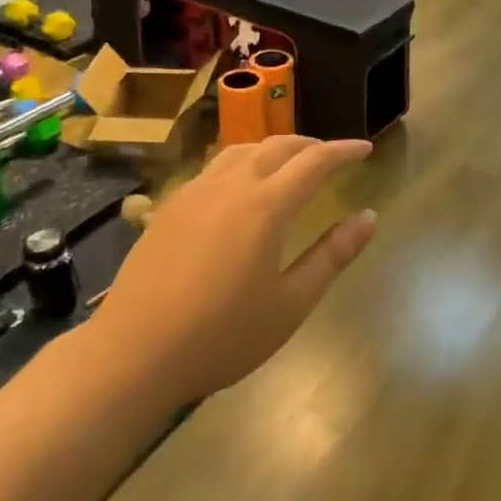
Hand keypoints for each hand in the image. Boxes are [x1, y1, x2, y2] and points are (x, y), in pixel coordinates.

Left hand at [95, 137, 376, 404]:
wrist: (132, 355)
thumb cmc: (221, 337)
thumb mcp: (290, 304)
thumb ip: (332, 255)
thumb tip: (368, 217)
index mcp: (265, 206)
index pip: (315, 162)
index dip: (344, 151)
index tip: (365, 148)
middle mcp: (230, 186)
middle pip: (278, 147)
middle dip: (311, 145)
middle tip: (334, 156)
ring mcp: (194, 193)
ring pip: (242, 150)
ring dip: (275, 149)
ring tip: (290, 164)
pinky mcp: (169, 207)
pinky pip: (215, 167)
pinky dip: (243, 162)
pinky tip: (241, 188)